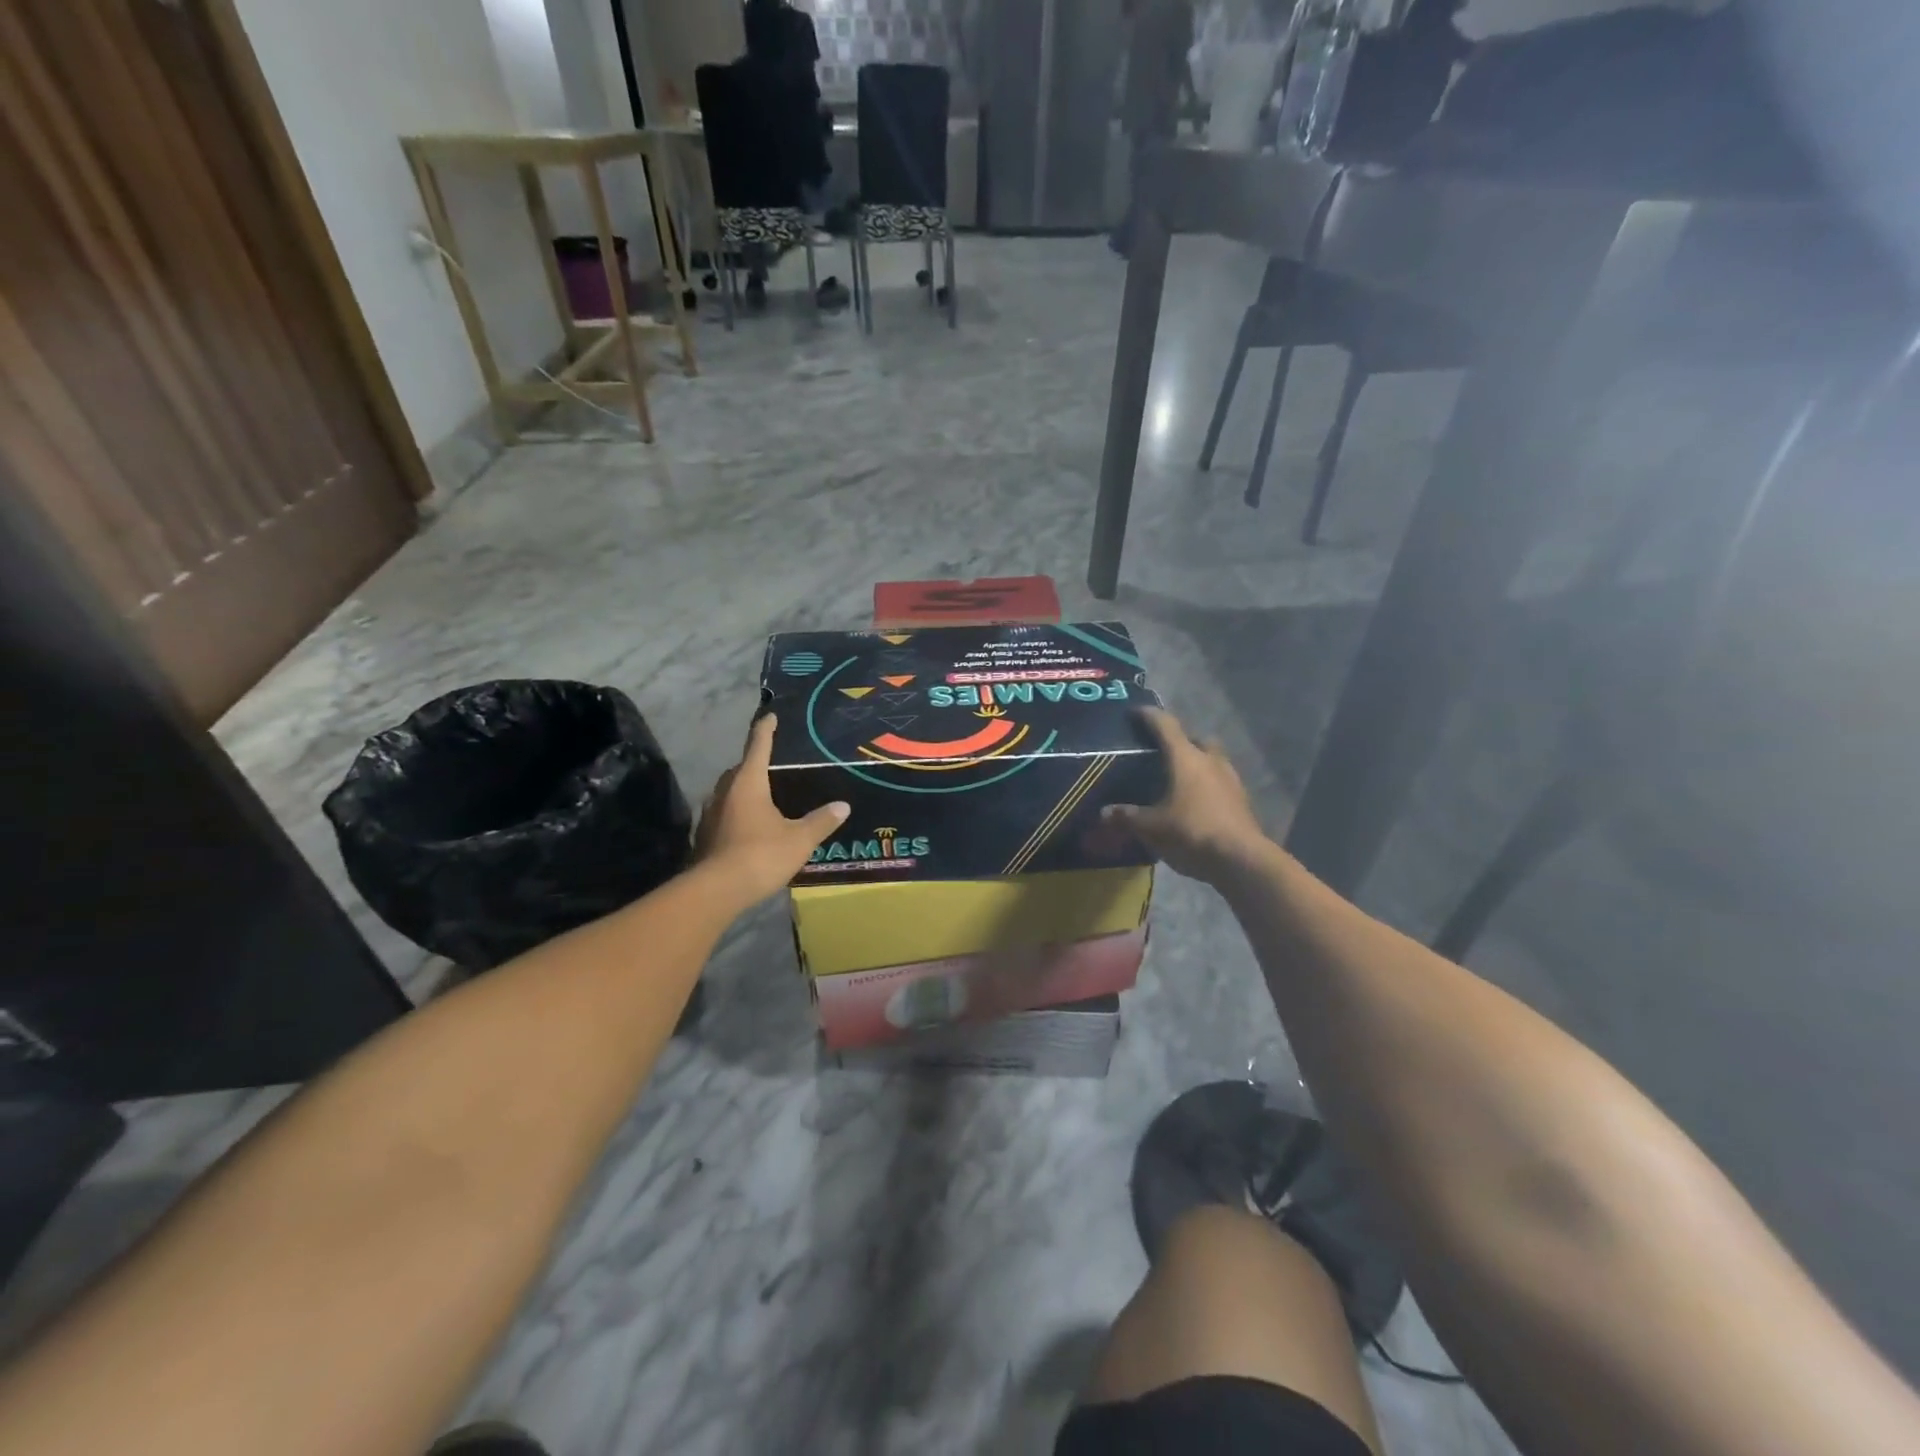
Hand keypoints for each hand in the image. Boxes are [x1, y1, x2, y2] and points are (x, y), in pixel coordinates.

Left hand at [694, 716, 848, 904]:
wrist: (716, 891)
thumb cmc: (760, 855)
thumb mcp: (799, 839)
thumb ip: (821, 821)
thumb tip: (843, 806)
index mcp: (748, 783)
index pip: (758, 746)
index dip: (765, 730)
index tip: (770, 716)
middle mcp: (725, 792)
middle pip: (739, 769)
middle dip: (753, 763)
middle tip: (771, 764)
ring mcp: (711, 814)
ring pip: (728, 793)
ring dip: (743, 791)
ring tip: (763, 797)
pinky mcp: (705, 836)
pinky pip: (724, 814)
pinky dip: (737, 813)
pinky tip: (749, 827)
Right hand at [1100, 708, 1269, 884]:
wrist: (1241, 859)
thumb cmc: (1192, 832)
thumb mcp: (1151, 827)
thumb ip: (1127, 816)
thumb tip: (1105, 812)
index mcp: (1186, 758)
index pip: (1165, 726)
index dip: (1149, 716)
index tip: (1135, 712)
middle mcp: (1210, 761)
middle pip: (1196, 739)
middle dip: (1180, 741)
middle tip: (1161, 752)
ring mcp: (1230, 779)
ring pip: (1211, 760)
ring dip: (1196, 764)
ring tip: (1178, 780)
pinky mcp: (1241, 800)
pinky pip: (1220, 782)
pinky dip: (1206, 785)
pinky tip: (1195, 802)